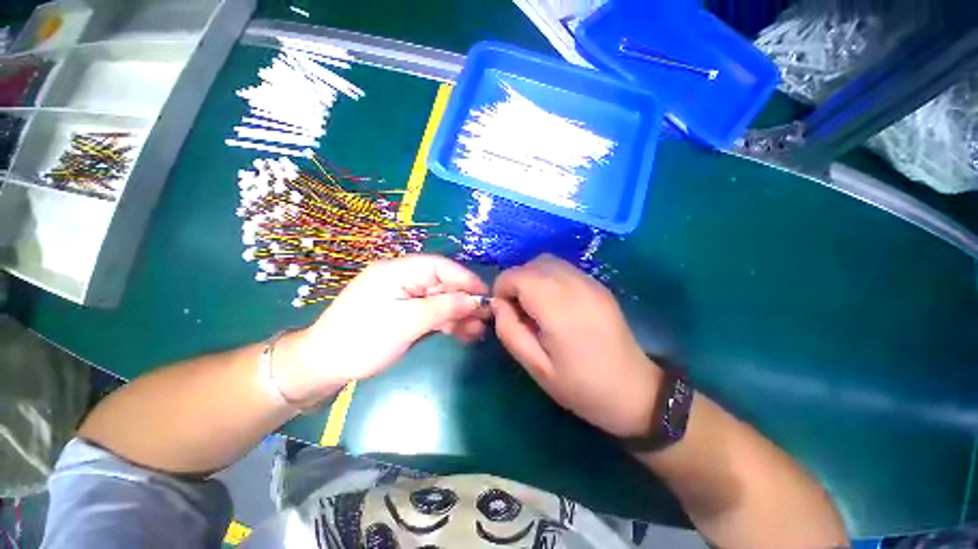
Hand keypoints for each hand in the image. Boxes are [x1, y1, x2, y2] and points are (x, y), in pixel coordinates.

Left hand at [276, 254, 489, 404]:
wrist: (324, 366)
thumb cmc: (361, 340)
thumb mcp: (405, 324)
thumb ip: (442, 309)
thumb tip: (474, 301)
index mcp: (397, 271)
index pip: (439, 266)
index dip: (465, 278)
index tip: (485, 295)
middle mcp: (402, 279)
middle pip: (442, 284)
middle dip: (464, 300)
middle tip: (486, 317)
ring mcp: (404, 296)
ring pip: (439, 300)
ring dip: (459, 314)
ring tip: (478, 330)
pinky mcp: (405, 311)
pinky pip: (431, 312)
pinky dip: (447, 322)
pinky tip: (464, 333)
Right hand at [492, 254, 661, 437]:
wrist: (633, 390)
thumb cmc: (581, 386)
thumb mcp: (535, 367)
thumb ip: (509, 331)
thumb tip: (498, 304)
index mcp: (558, 308)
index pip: (517, 276)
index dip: (502, 289)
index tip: (504, 311)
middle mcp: (575, 286)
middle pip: (532, 264)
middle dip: (516, 281)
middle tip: (519, 310)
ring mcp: (590, 282)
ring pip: (548, 261)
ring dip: (532, 277)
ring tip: (535, 306)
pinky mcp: (598, 284)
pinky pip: (563, 268)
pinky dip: (548, 277)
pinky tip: (554, 303)